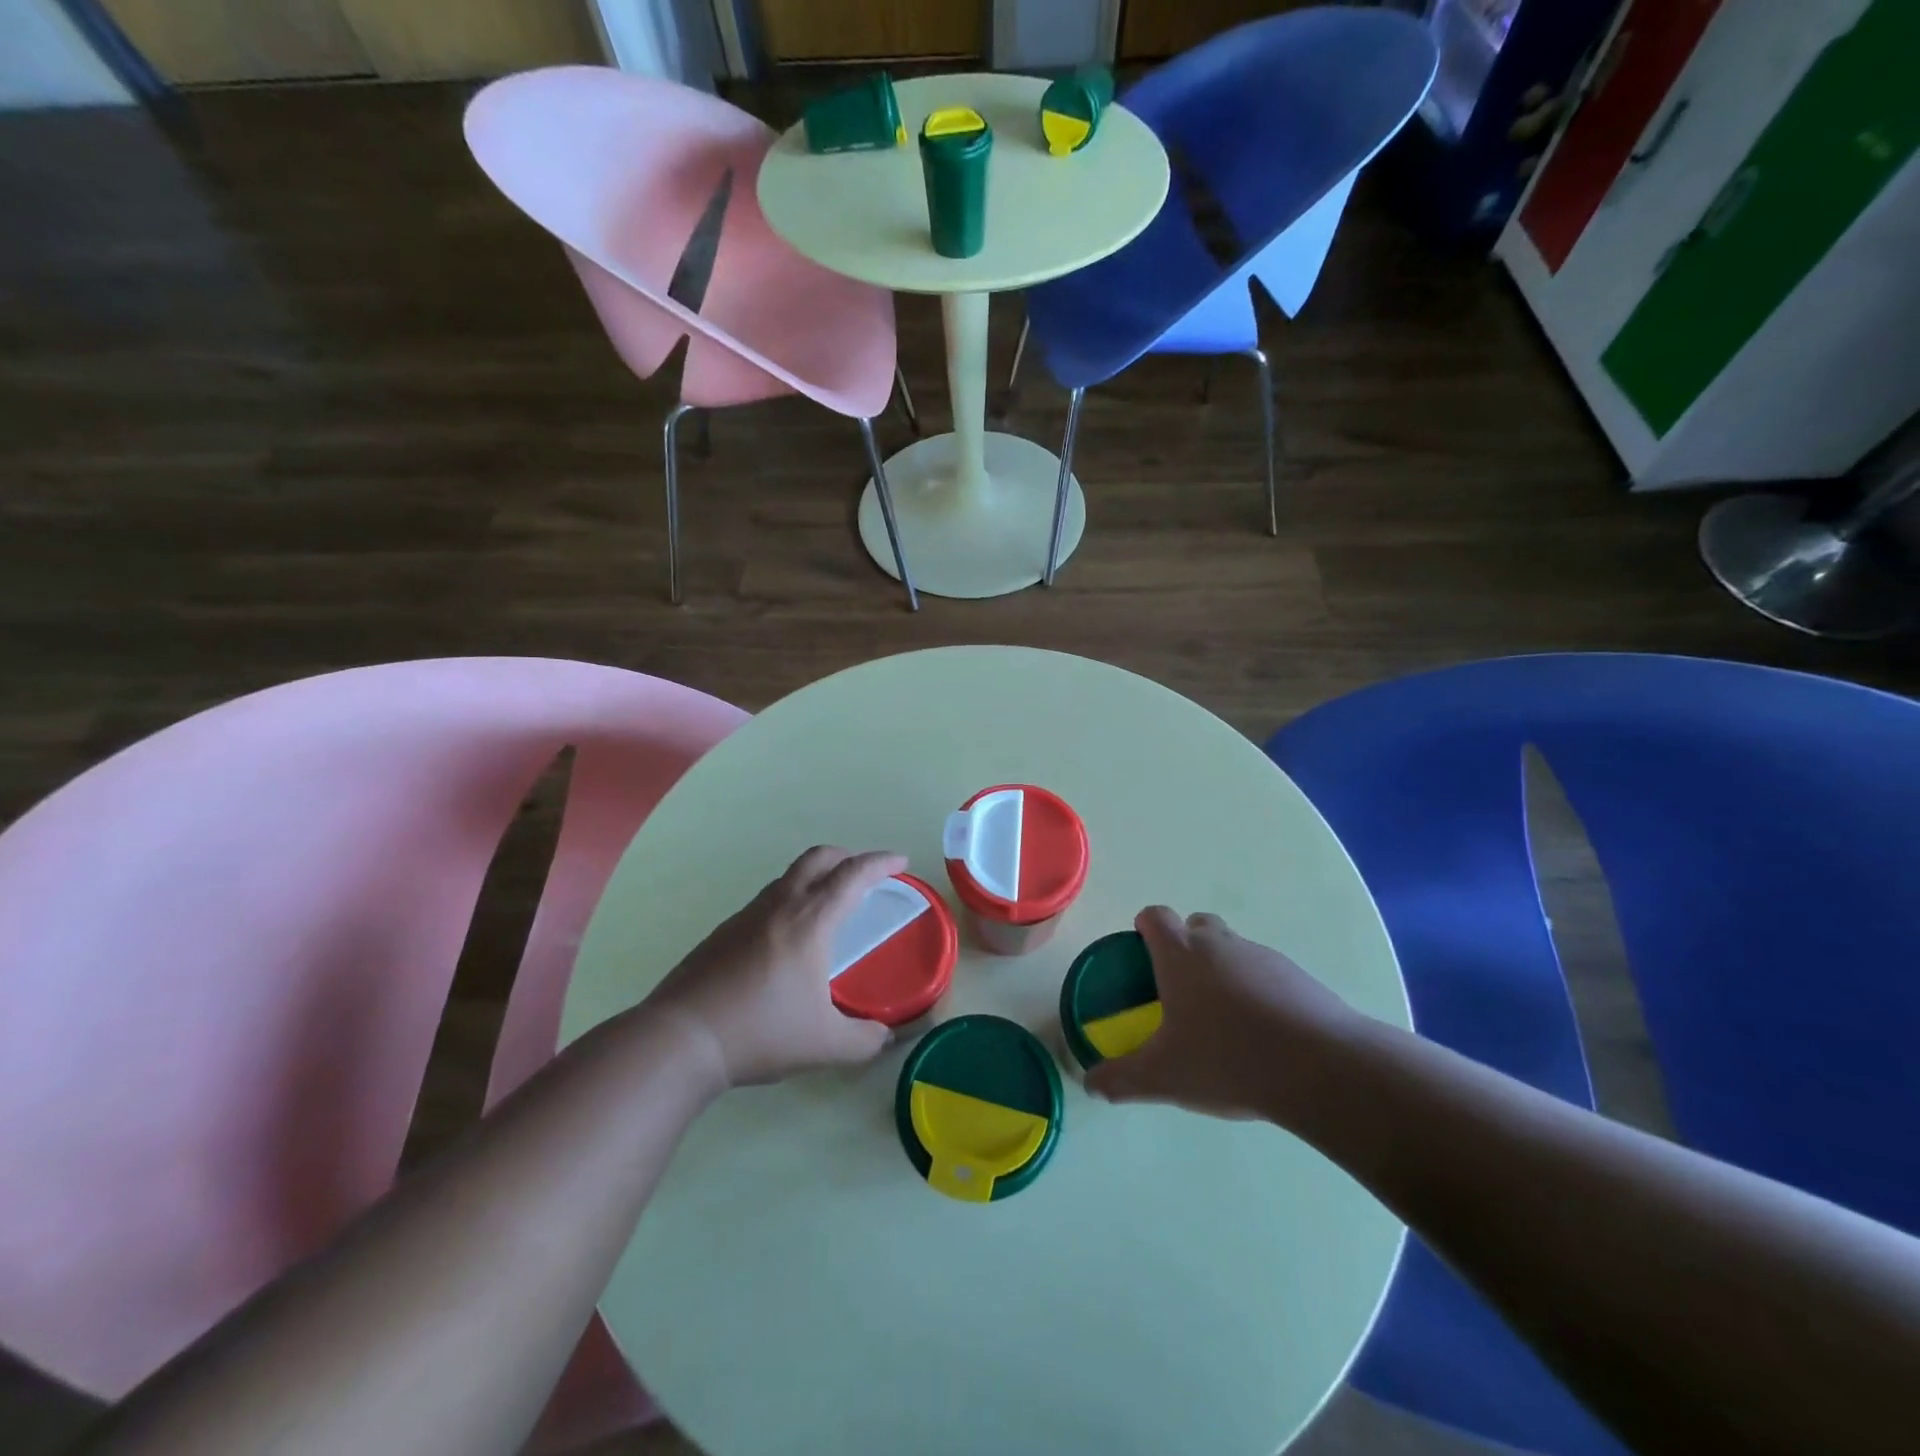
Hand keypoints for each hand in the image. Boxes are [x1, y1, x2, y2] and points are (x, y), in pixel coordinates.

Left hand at [645, 846, 905, 1087]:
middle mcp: (779, 906)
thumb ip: (864, 1040)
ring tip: (828, 906)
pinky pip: (766, 900)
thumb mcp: (825, 1046)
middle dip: (847, 857)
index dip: (881, 862)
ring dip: (815, 877)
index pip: (853, 875)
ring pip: (788, 877)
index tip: (901, 861)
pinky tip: (786, 940)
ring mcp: (746, 916)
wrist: (682, 1038)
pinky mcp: (722, 932)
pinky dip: (789, 901)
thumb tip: (884, 1036)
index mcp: (810, 921)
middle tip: (865, 874)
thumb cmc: (760, 1032)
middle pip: (817, 858)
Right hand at [1085, 906, 1362, 1124]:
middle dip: (1185, 946)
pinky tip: (1263, 1035)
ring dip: (1223, 971)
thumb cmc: (1227, 1059)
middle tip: (1180, 990)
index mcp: (1181, 954)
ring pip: (1233, 950)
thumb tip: (1090, 1084)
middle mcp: (1220, 944)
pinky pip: (1267, 973)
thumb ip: (1121, 1079)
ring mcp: (1263, 957)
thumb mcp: (1164, 1077)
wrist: (1321, 1068)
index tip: (1141, 953)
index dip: (1145, 928)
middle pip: (1196, 924)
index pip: (1155, 917)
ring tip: (1224, 1022)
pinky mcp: (1299, 977)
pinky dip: (1258, 992)